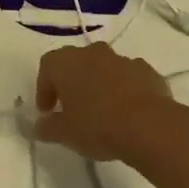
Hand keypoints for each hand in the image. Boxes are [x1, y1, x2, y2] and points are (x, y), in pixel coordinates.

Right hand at [34, 42, 181, 162]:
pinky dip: (125, 89)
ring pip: (104, 68)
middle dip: (72, 83)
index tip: (48, 111)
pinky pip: (129, 77)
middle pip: (76, 62)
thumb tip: (38, 127)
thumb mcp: (65, 134)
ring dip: (99, 84)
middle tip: (72, 108)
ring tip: (102, 112)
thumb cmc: (97, 126)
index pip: (47, 66)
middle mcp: (93, 53)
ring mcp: (122, 59)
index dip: (44, 88)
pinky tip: (128, 113)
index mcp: (67, 62)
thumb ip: (48, 128)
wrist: (149, 126)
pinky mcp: (147, 71)